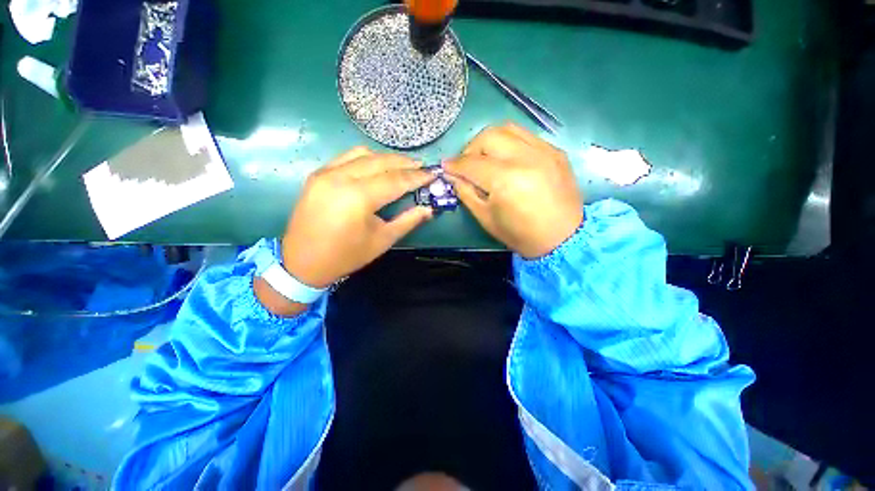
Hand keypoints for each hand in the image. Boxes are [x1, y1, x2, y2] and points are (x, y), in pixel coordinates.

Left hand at [282, 147, 435, 287]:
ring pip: (363, 154)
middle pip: (380, 162)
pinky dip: (366, 158)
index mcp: (358, 198)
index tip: (432, 174)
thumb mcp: (382, 240)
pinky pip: (346, 157)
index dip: (417, 177)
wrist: (302, 262)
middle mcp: (340, 178)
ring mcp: (326, 173)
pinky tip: (377, 166)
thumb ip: (408, 221)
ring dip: (386, 158)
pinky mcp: (317, 174)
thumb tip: (428, 209)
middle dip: (404, 163)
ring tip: (402, 165)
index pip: (395, 180)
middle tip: (422, 166)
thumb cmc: (346, 255)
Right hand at [443, 123, 582, 258]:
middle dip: (470, 148)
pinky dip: (509, 143)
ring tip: (486, 158)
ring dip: (490, 141)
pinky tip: (507, 159)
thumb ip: (466, 193)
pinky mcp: (555, 151)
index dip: (454, 165)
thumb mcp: (486, 218)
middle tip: (467, 164)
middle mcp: (525, 158)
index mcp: (505, 180)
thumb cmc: (520, 234)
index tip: (445, 167)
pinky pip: (526, 136)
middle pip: (488, 136)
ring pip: (508, 128)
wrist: (563, 238)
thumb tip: (452, 176)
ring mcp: (544, 151)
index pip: (471, 163)